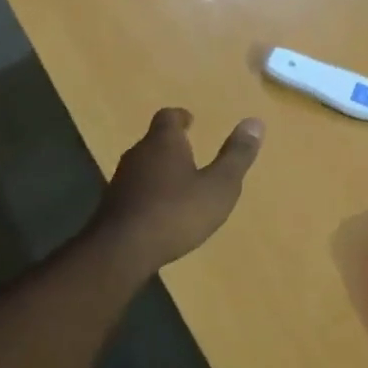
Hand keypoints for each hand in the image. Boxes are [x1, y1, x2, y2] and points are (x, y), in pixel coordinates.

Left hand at [86, 108, 264, 276]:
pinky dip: (148, 194)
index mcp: (163, 142)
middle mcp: (138, 154)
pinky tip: (160, 212)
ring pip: (143, 166)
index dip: (180, 117)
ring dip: (159, 171)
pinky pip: (134, 190)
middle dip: (171, 145)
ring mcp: (121, 180)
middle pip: (154, 141)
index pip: (168, 117)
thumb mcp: (218, 187)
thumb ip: (236, 156)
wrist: (121, 250)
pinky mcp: (112, 206)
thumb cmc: (176, 213)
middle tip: (189, 153)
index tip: (190, 121)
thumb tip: (255, 122)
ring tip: (178, 184)